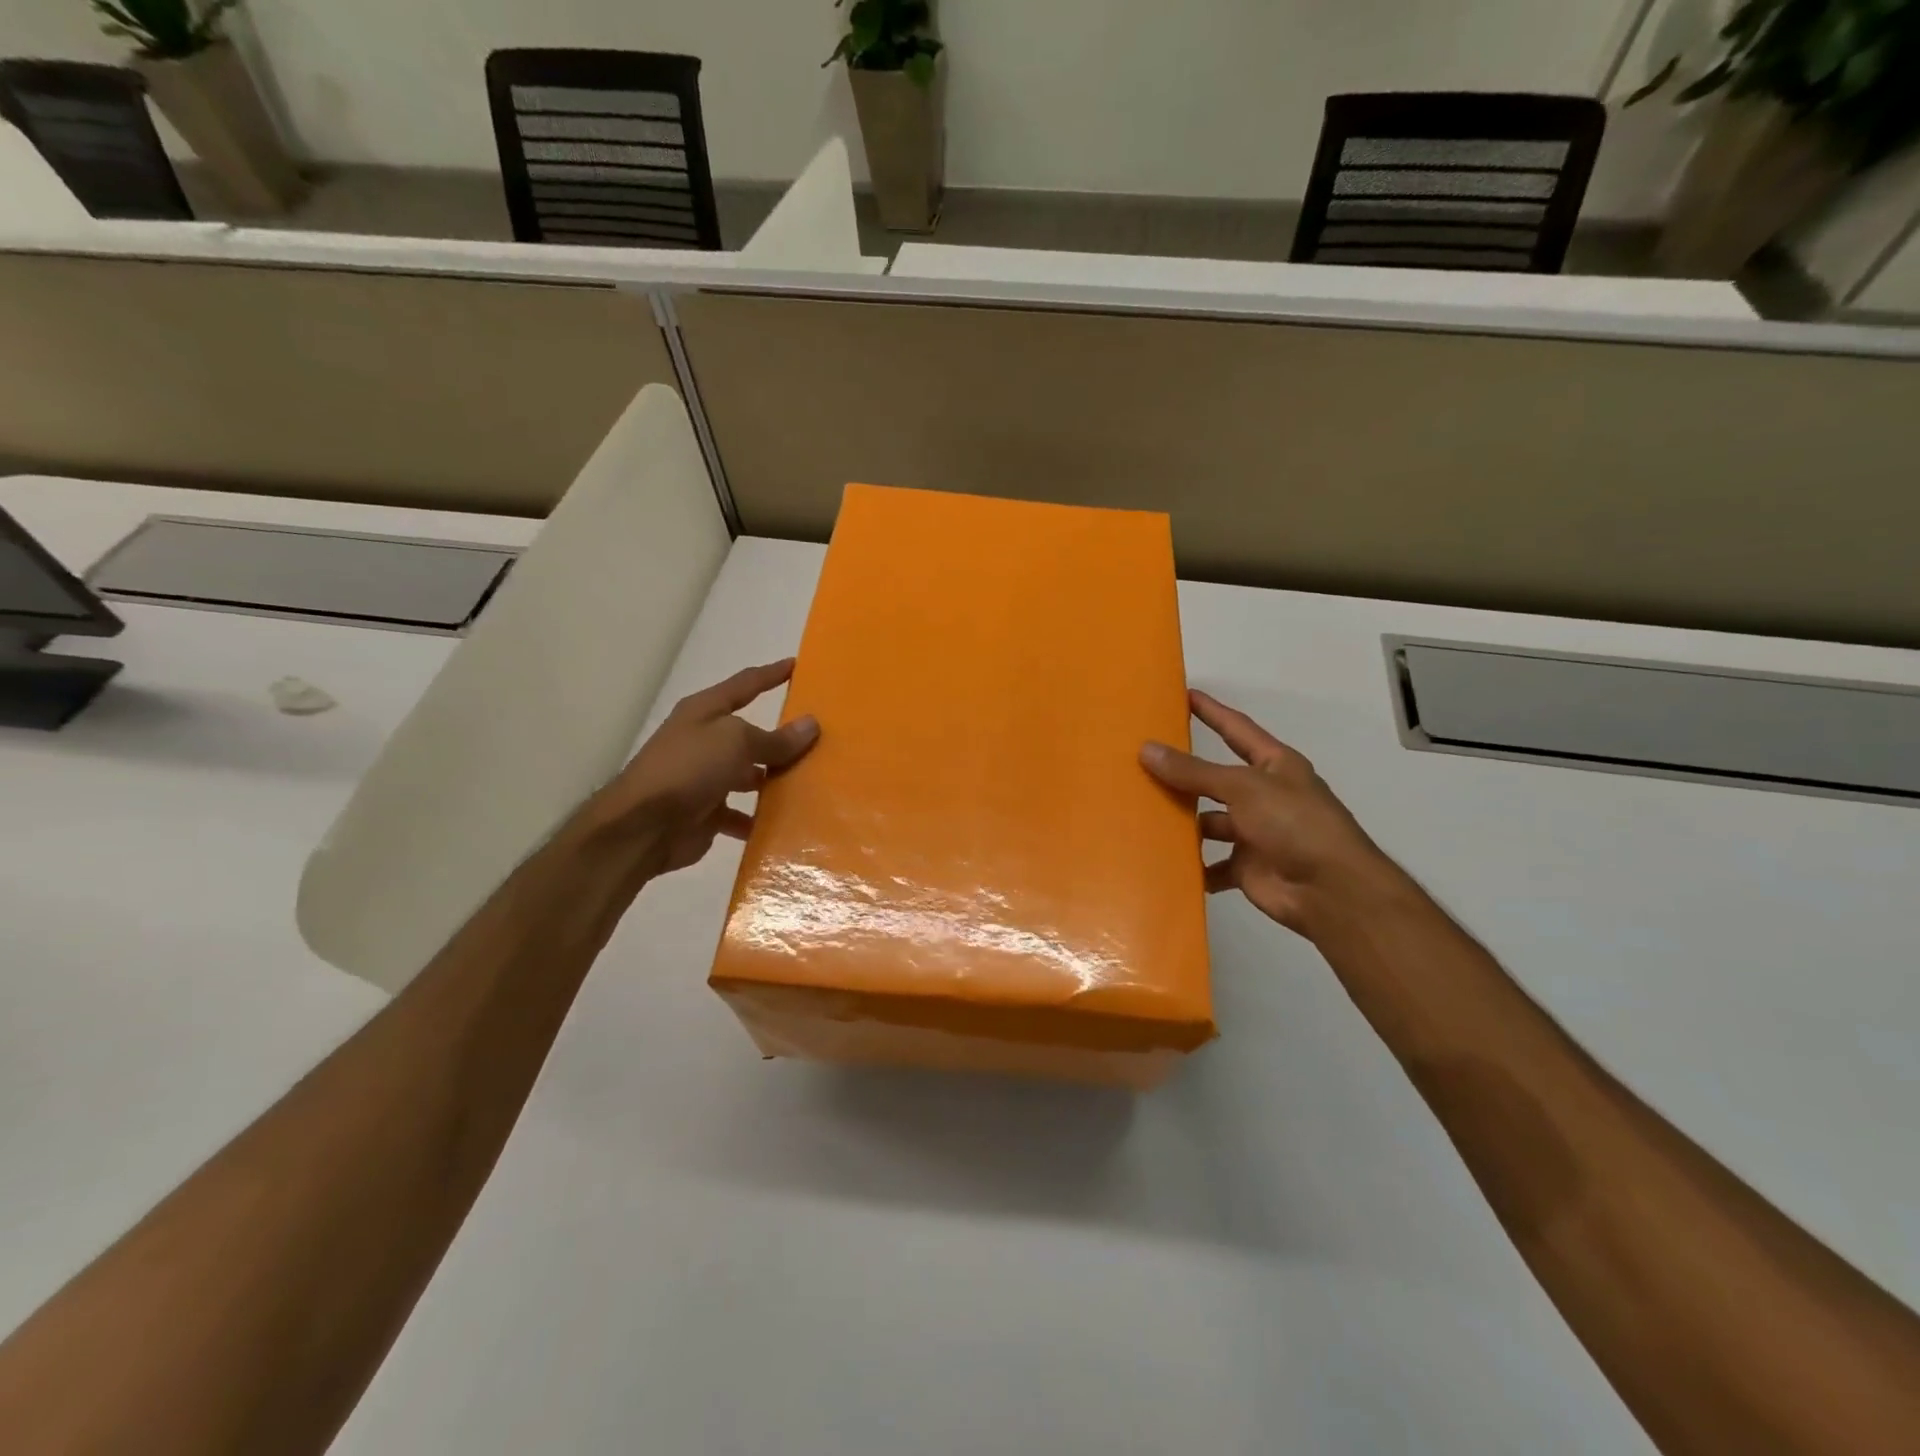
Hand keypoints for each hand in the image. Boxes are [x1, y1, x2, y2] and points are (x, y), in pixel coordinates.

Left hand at [583, 659, 818, 877]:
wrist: (642, 827)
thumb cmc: (689, 768)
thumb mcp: (736, 743)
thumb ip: (775, 738)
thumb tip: (811, 725)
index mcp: (705, 712)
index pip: (745, 684)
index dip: (770, 675)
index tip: (796, 665)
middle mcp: (704, 741)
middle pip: (750, 734)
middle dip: (781, 738)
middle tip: (821, 739)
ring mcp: (704, 778)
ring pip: (749, 775)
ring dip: (774, 781)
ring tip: (811, 784)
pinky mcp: (706, 813)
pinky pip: (741, 814)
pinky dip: (760, 819)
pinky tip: (786, 823)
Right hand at [1141, 689, 1395, 937]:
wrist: (1331, 891)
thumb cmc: (1294, 824)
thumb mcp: (1242, 787)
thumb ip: (1194, 771)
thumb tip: (1147, 749)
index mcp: (1274, 766)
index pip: (1236, 729)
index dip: (1212, 712)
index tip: (1183, 695)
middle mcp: (1264, 796)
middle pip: (1215, 779)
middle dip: (1184, 774)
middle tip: (1140, 762)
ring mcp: (1255, 833)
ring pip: (1208, 822)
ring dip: (1182, 822)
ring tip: (1140, 812)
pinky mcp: (1246, 868)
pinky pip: (1210, 864)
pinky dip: (1191, 865)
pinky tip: (1160, 859)